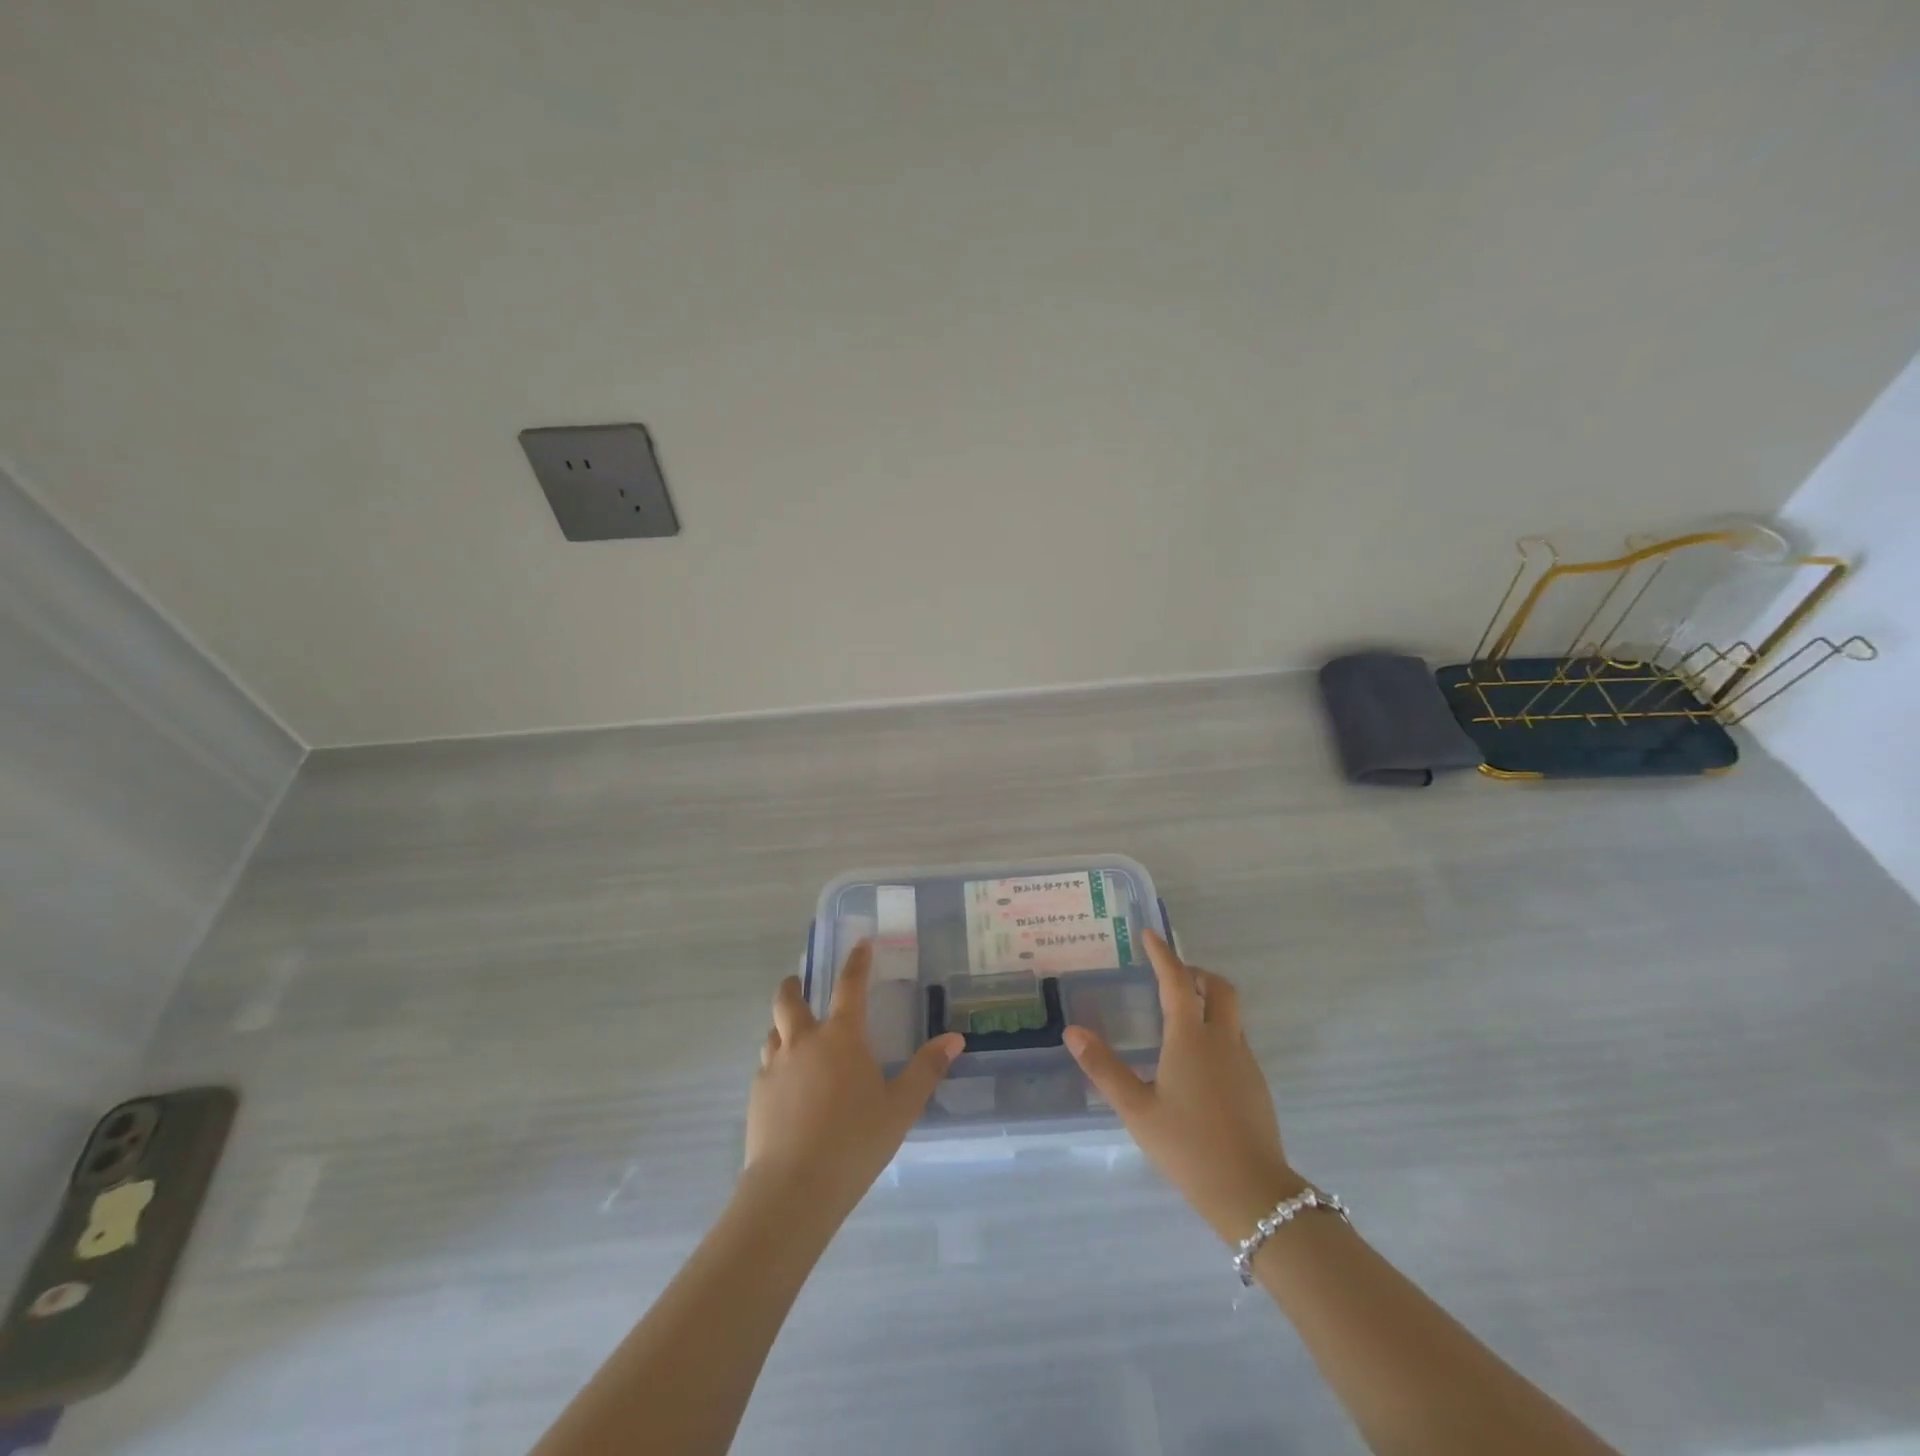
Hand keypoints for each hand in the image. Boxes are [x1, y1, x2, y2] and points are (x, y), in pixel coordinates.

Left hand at [744, 943, 964, 1220]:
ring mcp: (774, 1067)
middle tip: (800, 984)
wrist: (793, 1188)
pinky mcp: (757, 1095)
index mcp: (841, 1037)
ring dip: (783, 1026)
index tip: (860, 944)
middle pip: (789, 999)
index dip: (856, 962)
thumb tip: (955, 1038)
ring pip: (772, 1031)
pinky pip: (765, 1065)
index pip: (850, 986)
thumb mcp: (901, 1107)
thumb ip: (926, 1070)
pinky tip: (787, 1084)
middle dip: (794, 985)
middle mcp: (803, 1041)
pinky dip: (775, 1061)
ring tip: (794, 1036)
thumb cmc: (854, 1141)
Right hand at [1065, 929, 1301, 1242]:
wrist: (1252, 1193)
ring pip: (1232, 1014)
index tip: (1150, 935)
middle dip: (1197, 973)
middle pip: (1219, 989)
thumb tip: (1073, 1031)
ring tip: (1180, 1016)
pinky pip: (1236, 1040)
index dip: (1163, 955)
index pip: (1176, 981)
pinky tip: (1197, 1061)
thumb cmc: (1188, 1147)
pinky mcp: (1257, 1085)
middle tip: (1172, 976)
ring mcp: (1245, 1062)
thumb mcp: (1136, 1109)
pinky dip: (1217, 1030)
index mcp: (1191, 1038)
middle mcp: (1222, 1040)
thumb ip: (1103, 1068)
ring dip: (1209, 1001)